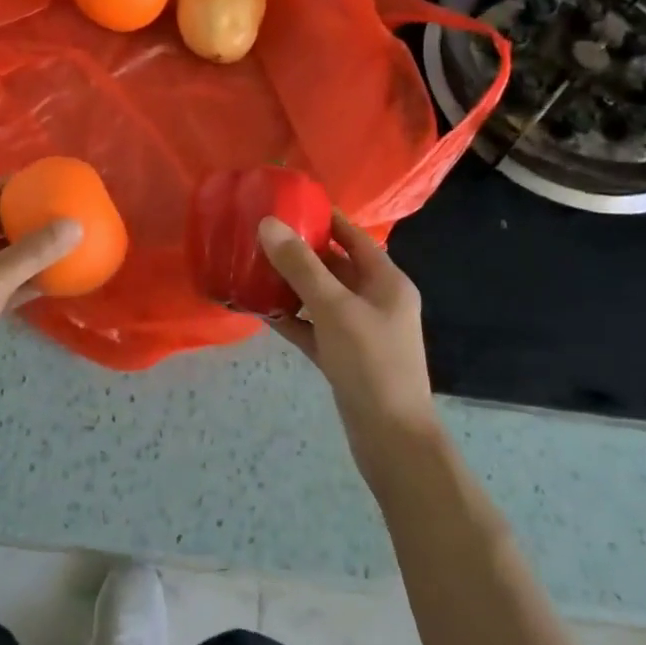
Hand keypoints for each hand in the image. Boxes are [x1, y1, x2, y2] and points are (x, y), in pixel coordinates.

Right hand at [258, 212, 441, 471]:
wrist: (392, 441)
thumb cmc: (371, 363)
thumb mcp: (334, 308)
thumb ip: (301, 265)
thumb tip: (268, 223)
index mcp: (386, 281)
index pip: (353, 236)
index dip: (324, 218)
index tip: (288, 203)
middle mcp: (375, 301)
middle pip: (334, 265)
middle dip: (300, 251)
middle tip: (260, 235)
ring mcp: (359, 331)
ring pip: (320, 297)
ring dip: (291, 285)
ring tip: (252, 267)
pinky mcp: (343, 357)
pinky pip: (313, 327)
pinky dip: (291, 318)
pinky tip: (260, 310)